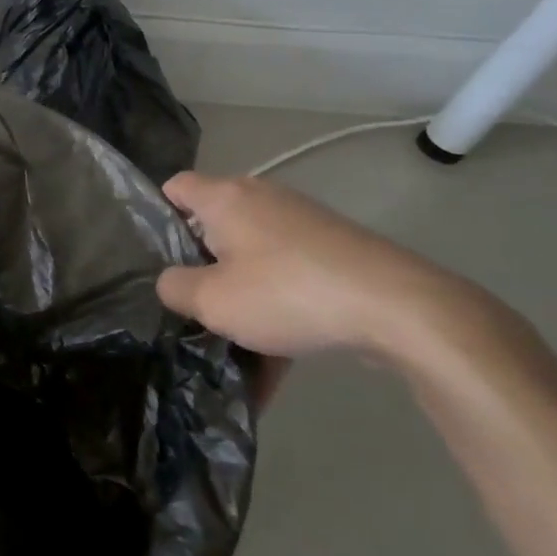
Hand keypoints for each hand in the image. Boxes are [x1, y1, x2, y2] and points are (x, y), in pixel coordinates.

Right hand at [156, 173, 467, 363]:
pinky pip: (291, 279)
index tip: (157, 258)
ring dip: (242, 298)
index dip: (159, 217)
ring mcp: (302, 223)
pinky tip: (278, 368)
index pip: (176, 187)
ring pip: (254, 259)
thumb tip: (171, 282)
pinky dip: (279, 312)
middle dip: (203, 267)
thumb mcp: (213, 301)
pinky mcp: (335, 251)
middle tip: (193, 305)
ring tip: (236, 350)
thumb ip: (175, 288)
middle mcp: (260, 198)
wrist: (398, 307)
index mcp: (225, 197)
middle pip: (215, 226)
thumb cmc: (287, 292)